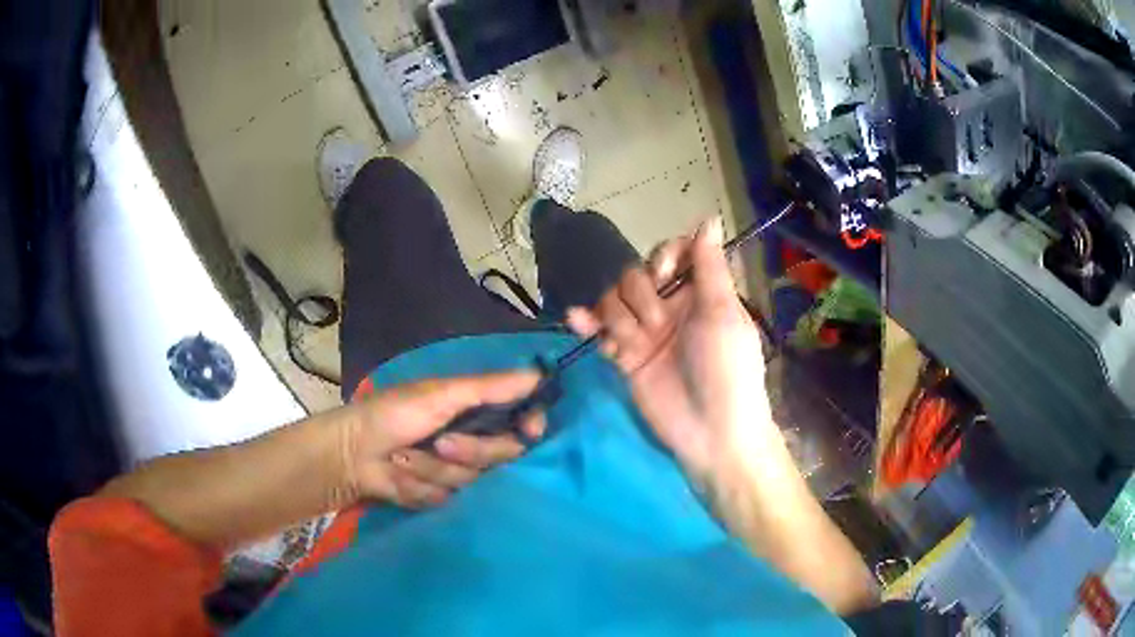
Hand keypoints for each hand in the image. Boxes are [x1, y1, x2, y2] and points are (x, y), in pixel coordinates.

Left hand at [342, 372, 545, 508]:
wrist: (352, 455)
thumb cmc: (394, 414)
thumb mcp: (441, 395)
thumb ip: (490, 388)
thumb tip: (540, 373)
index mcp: (478, 410)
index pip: (524, 419)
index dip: (531, 425)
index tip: (529, 429)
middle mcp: (475, 440)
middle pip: (505, 455)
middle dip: (471, 451)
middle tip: (439, 442)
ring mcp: (458, 471)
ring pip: (475, 479)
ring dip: (436, 469)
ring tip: (405, 457)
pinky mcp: (442, 496)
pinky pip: (451, 498)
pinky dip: (422, 486)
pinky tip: (401, 476)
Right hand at [566, 217, 773, 482]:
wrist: (712, 432)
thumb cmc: (727, 368)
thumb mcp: (723, 313)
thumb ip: (710, 266)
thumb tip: (708, 217)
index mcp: (699, 293)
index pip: (672, 254)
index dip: (663, 257)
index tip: (665, 273)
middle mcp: (670, 307)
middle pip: (637, 275)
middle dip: (641, 294)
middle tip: (657, 324)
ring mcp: (646, 333)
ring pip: (615, 301)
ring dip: (618, 316)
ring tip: (631, 343)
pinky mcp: (625, 358)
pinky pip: (600, 331)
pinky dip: (587, 324)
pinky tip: (577, 321)